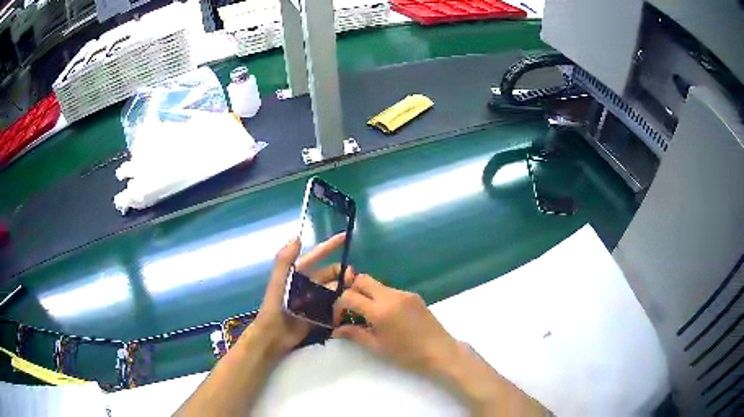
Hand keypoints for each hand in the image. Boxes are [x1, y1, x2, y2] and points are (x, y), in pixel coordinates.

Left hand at [250, 233, 351, 356]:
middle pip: (329, 274)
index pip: (316, 256)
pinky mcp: (318, 314)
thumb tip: (297, 237)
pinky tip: (349, 305)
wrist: (274, 334)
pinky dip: (340, 304)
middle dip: (342, 272)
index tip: (345, 237)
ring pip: (333, 290)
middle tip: (354, 277)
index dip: (329, 246)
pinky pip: (333, 306)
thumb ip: (285, 260)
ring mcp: (313, 300)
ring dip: (343, 288)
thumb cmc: (275, 306)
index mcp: (297, 274)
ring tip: (354, 291)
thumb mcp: (279, 281)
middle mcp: (307, 285)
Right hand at [332, 274, 459, 375]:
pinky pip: (390, 291)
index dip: (338, 306)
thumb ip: (355, 334)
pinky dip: (381, 298)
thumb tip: (336, 330)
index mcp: (380, 310)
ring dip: (367, 295)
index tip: (339, 320)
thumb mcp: (377, 347)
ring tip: (367, 316)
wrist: (440, 352)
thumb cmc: (407, 355)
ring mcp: (404, 293)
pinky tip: (385, 316)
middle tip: (350, 311)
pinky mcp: (414, 295)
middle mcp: (391, 295)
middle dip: (351, 291)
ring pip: (377, 284)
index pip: (349, 296)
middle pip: (362, 280)